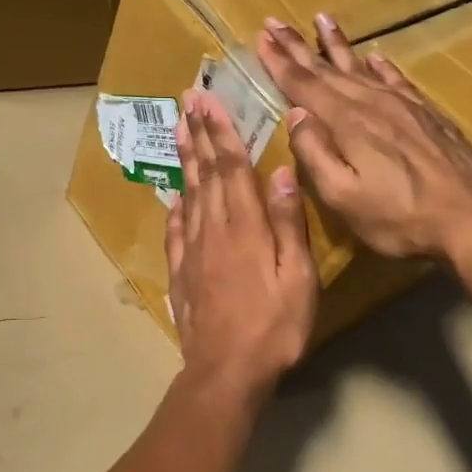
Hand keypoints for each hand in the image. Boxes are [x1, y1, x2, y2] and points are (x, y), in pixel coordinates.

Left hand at [165, 88, 317, 398]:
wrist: (226, 370)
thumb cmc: (273, 327)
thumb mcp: (297, 277)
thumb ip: (287, 223)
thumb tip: (280, 173)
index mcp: (244, 227)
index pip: (231, 168)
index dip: (222, 132)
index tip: (209, 101)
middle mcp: (213, 230)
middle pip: (205, 174)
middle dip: (198, 134)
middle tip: (186, 101)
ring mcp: (192, 251)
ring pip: (188, 194)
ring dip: (184, 159)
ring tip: (178, 130)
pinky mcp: (181, 273)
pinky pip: (175, 231)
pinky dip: (175, 207)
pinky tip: (174, 196)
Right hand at [256, 13, 471, 267]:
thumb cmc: (398, 217)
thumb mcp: (343, 196)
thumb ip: (315, 154)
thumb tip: (295, 115)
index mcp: (347, 123)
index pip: (304, 85)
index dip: (280, 61)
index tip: (261, 36)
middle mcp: (373, 104)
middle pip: (327, 69)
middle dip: (298, 46)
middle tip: (276, 21)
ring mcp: (404, 106)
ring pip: (361, 67)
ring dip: (337, 45)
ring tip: (322, 19)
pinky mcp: (428, 115)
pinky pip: (397, 80)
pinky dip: (381, 66)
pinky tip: (375, 57)